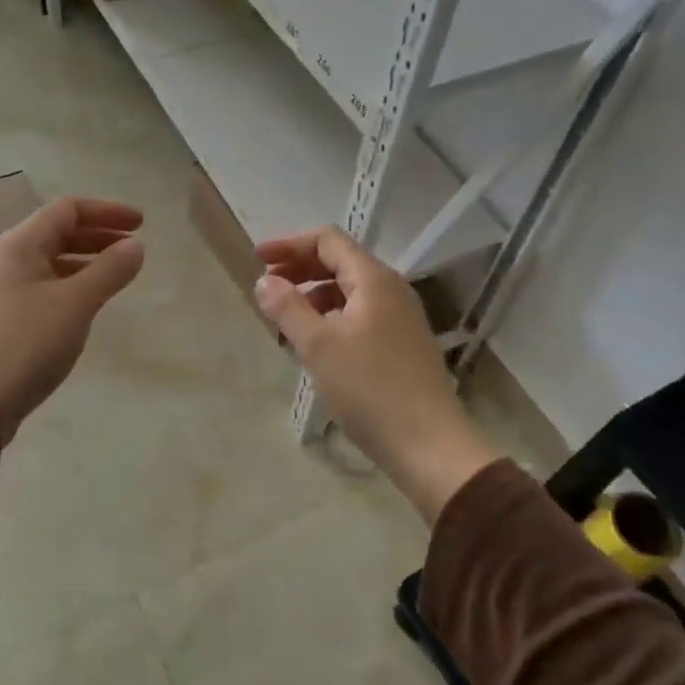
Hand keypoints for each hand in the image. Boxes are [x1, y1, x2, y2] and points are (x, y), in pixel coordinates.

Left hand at [0, 197, 144, 442]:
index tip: (141, 224)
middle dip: (100, 234)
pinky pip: (50, 285)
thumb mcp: (77, 303)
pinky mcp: (12, 315)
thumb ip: (110, 270)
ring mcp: (9, 288)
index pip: (68, 210)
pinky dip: (76, 283)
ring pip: (55, 260)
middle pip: (60, 232)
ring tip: (120, 274)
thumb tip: (135, 246)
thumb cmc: (28, 341)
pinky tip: (93, 301)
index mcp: (22, 244)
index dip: (107, 211)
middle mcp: (12, 258)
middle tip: (135, 247)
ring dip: (89, 260)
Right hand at [254, 227, 499, 523]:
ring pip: (349, 292)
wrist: (427, 443)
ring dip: (314, 296)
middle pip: (340, 263)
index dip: (289, 244)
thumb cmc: (369, 388)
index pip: (328, 241)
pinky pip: (360, 316)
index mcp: (374, 279)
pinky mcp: (402, 344)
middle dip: (300, 269)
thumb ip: (288, 307)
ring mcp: (400, 318)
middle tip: (266, 287)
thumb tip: (265, 281)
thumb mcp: (319, 345)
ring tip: (285, 320)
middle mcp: (391, 290)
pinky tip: (315, 345)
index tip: (257, 259)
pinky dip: (331, 318)